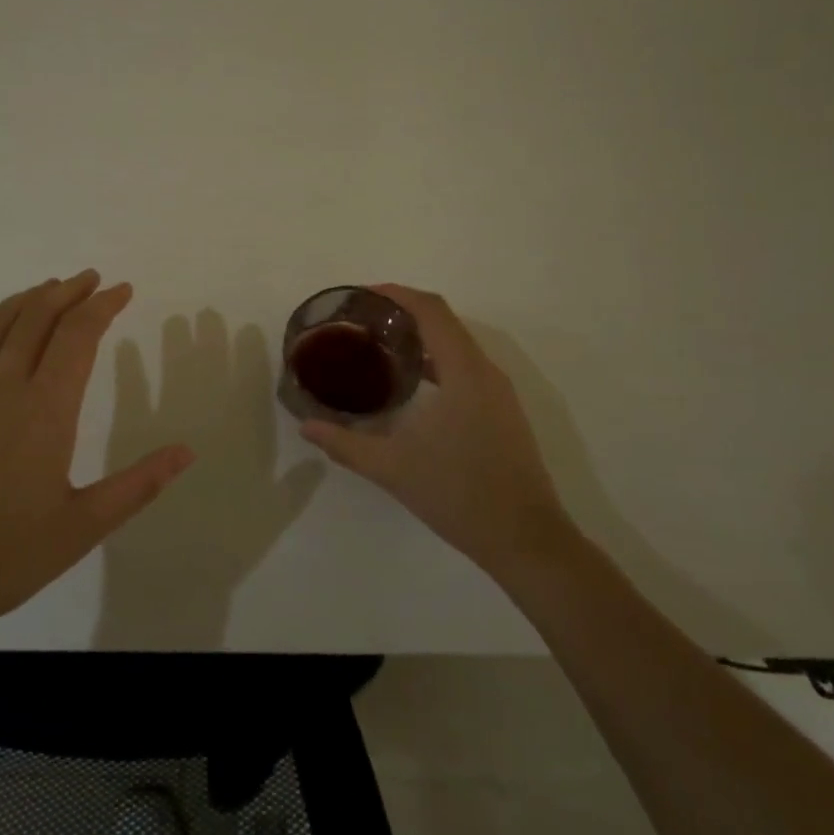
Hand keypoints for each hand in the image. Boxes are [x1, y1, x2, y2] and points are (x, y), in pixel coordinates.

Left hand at [0, 271, 195, 630]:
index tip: (123, 290)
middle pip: (37, 316)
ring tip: (50, 289)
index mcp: (45, 410)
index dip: (103, 306)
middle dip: (68, 291)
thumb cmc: (3, 557)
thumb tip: (188, 451)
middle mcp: (2, 386)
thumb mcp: (83, 527)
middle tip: (91, 280)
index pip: (78, 335)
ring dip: (28, 298)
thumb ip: (139, 484)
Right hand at [297, 284, 567, 578]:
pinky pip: (466, 366)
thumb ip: (345, 443)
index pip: (431, 310)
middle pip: (444, 321)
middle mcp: (485, 372)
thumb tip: (307, 426)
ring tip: (379, 345)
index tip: (362, 295)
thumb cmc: (459, 495)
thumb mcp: (393, 469)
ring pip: (457, 344)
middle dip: (403, 312)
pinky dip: (436, 359)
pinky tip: (410, 383)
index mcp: (464, 372)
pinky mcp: (502, 412)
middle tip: (362, 321)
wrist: (526, 540)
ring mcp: (499, 392)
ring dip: (421, 336)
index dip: (396, 294)